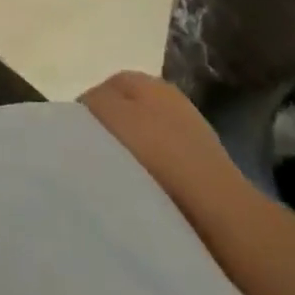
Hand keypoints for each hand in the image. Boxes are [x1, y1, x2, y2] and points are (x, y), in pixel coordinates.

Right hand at [80, 71, 242, 212]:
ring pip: (144, 137)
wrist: (220, 213)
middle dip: (108, 130)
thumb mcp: (112, 116)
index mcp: (149, 82)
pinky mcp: (203, 169)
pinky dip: (149, 174)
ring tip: (115, 177)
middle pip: (126, 110)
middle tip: (91, 156)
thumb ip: (92, 102)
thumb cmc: (158, 155)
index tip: (74, 138)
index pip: (106, 86)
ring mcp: (191, 134)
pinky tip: (141, 191)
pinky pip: (163, 164)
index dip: (86, 109)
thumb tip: (84, 111)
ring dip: (129, 154)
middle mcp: (172, 100)